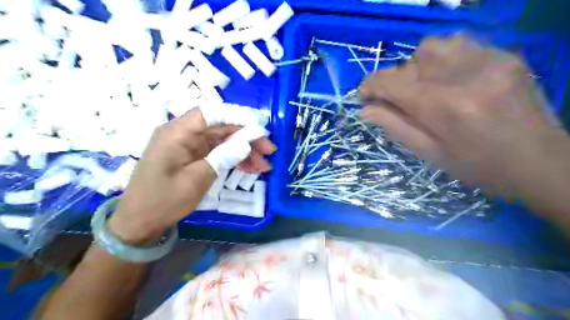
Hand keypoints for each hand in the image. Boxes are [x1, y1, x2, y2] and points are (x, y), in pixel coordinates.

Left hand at [109, 109, 275, 243]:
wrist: (140, 222)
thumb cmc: (163, 200)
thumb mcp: (196, 179)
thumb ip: (223, 156)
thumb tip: (247, 141)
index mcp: (177, 132)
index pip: (212, 113)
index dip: (238, 116)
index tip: (261, 127)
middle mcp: (183, 133)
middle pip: (221, 127)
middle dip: (247, 137)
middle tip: (269, 150)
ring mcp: (189, 145)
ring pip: (223, 140)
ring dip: (244, 150)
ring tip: (264, 164)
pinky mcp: (193, 156)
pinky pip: (218, 151)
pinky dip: (234, 158)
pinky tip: (250, 167)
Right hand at [358, 34, 569, 217]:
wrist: (541, 163)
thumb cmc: (478, 167)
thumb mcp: (429, 154)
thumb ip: (395, 127)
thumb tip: (365, 110)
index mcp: (444, 107)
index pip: (394, 83)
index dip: (371, 85)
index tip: (363, 94)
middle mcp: (465, 77)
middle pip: (411, 62)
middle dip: (394, 79)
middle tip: (396, 99)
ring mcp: (489, 61)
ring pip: (433, 46)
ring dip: (417, 65)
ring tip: (423, 86)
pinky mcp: (505, 56)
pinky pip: (460, 44)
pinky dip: (442, 59)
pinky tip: (448, 78)